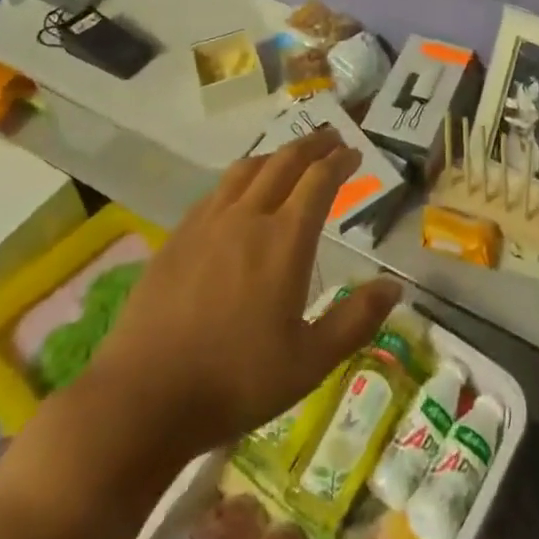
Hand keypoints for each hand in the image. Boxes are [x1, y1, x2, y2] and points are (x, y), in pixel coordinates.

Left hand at [89, 131, 400, 462]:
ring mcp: (208, 223)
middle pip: (284, 162)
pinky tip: (239, 194)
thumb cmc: (235, 382)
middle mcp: (248, 217)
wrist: (143, 399)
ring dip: (275, 155)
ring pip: (247, 169)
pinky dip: (240, 178)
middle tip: (330, 138)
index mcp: (284, 240)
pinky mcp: (178, 237)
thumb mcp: (309, 363)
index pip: (319, 180)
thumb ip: (355, 321)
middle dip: (312, 145)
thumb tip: (394, 286)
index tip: (354, 153)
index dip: (340, 161)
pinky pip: (216, 191)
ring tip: (289, 158)